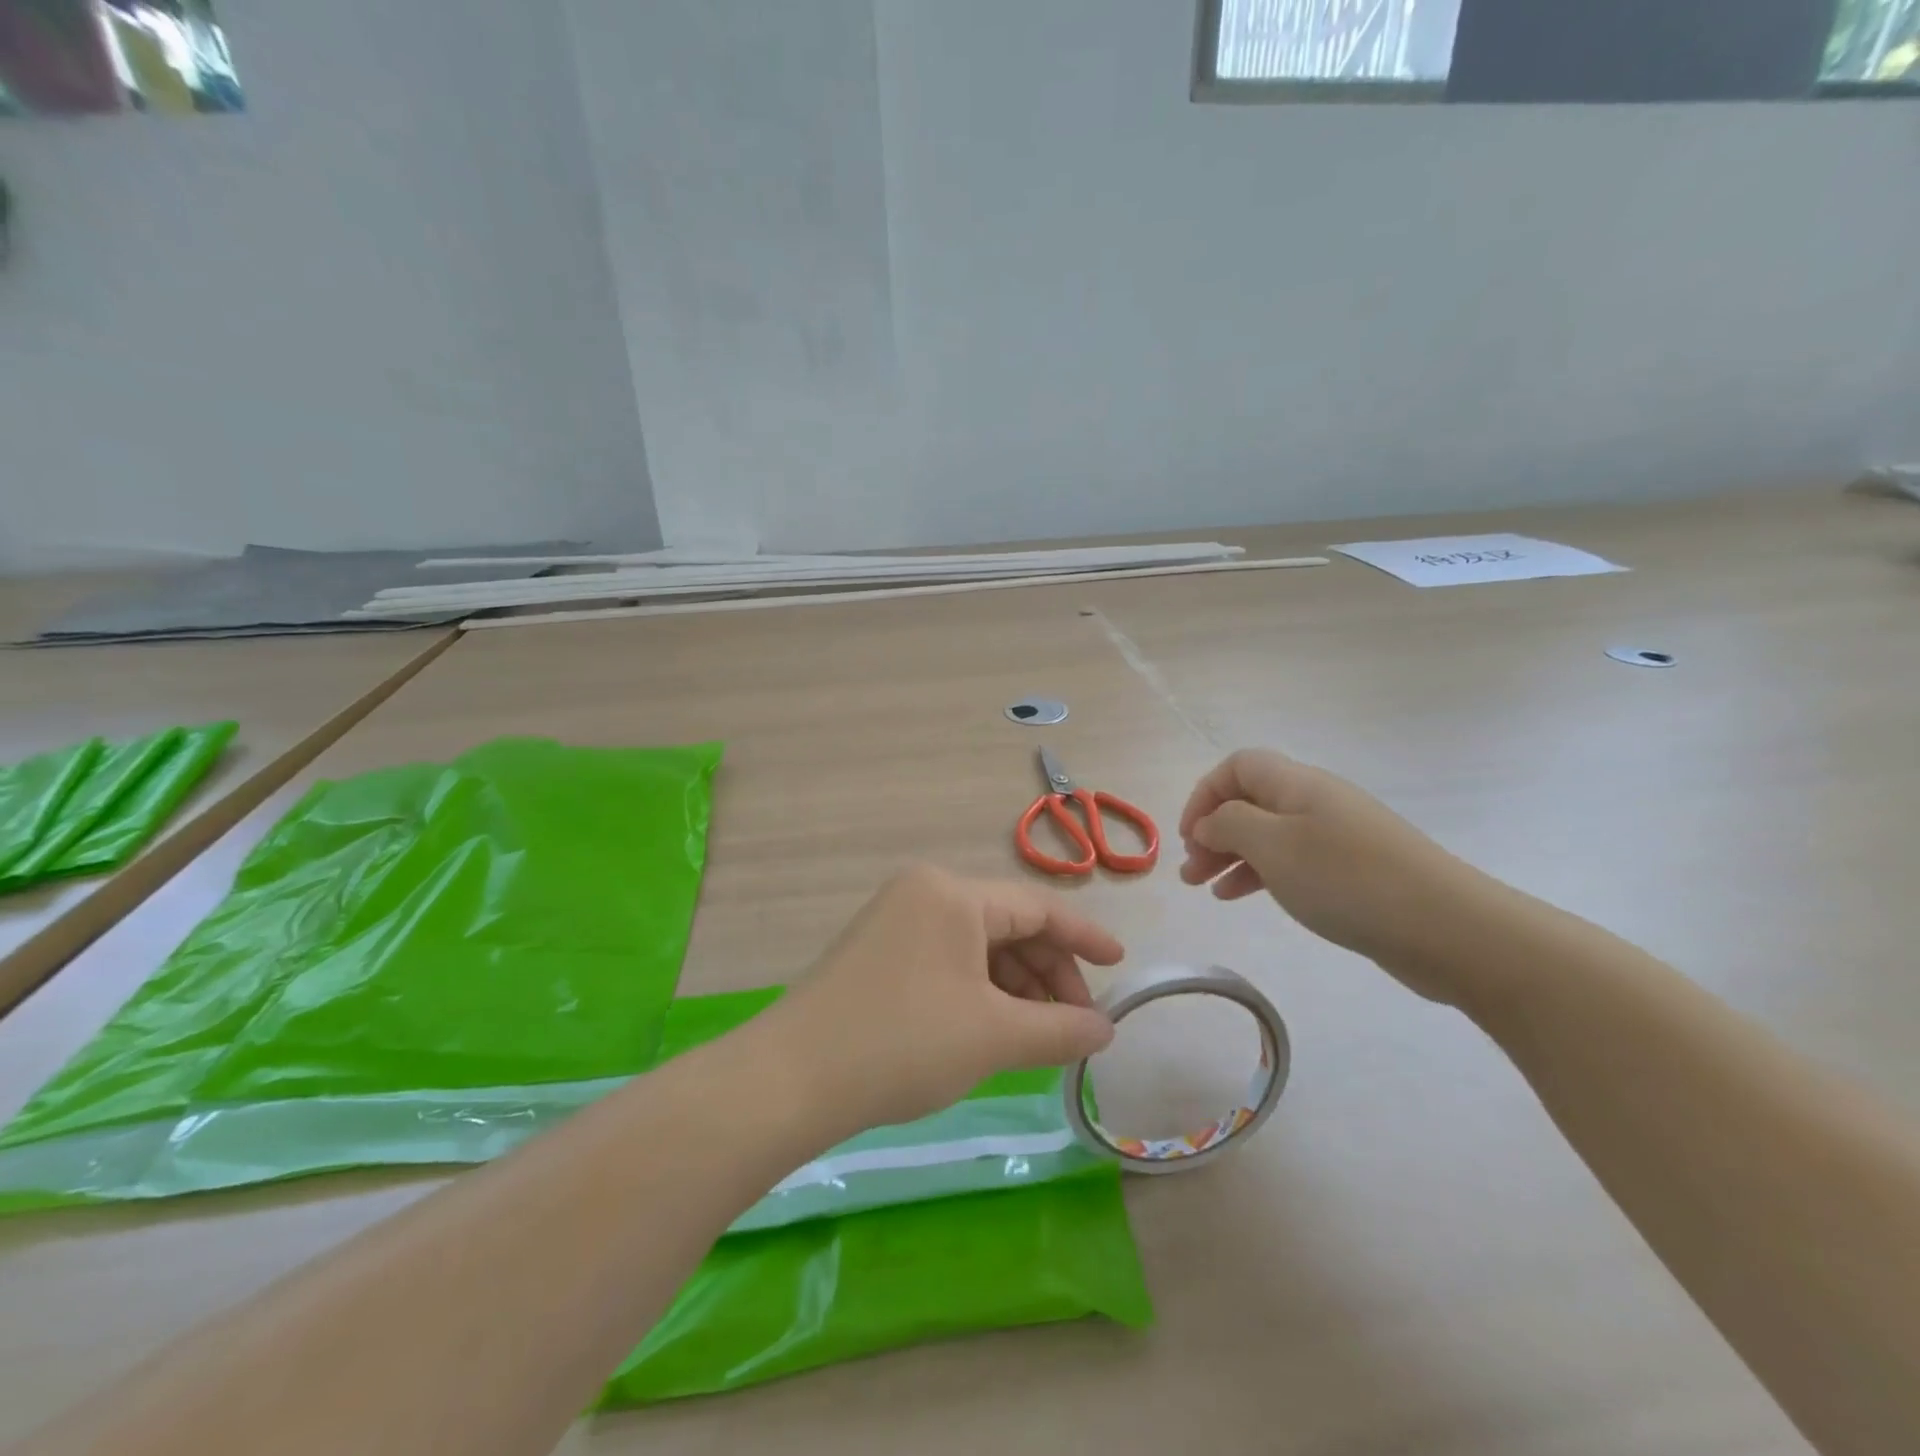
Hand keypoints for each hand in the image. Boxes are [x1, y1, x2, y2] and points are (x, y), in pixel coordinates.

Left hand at [771, 865, 1122, 1130]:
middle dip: (1048, 974)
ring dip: (1015, 987)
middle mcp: (923, 891)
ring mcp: (895, 919)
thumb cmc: (903, 1044)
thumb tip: (1106, 1030)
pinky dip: (978, 991)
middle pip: (1007, 925)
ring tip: (1039, 1036)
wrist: (790, 1080)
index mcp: (952, 892)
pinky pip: (946, 960)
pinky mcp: (877, 951)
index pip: (1037, 907)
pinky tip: (993, 1030)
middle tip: (1076, 1025)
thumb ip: (1061, 1029)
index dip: (1084, 938)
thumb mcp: (994, 1036)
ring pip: (977, 946)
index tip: (1121, 965)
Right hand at [1178, 749, 1489, 1003]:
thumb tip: (1210, 821)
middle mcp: (1316, 801)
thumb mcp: (1272, 845)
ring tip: (1205, 890)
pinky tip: (1241, 897)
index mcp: (1297, 784)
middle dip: (1212, 831)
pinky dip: (1261, 874)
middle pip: (1250, 801)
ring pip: (1268, 835)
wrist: (1447, 928)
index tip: (1188, 836)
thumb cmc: (1347, 879)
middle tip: (1189, 872)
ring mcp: (1337, 836)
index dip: (1204, 794)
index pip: (1237, 767)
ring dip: (1231, 856)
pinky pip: (1292, 861)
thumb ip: (1229, 824)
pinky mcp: (1352, 871)